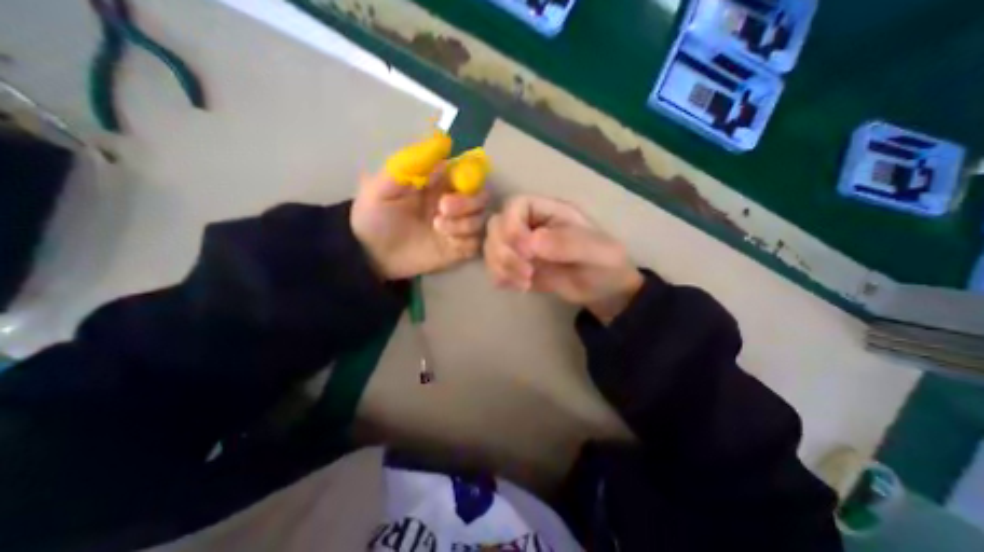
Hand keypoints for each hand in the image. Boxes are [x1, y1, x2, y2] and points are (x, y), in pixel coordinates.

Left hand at [354, 165, 491, 279]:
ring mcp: (457, 227)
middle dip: (468, 202)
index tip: (455, 183)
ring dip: (465, 223)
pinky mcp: (458, 249)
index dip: (469, 176)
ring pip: (482, 220)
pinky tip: (450, 245)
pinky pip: (477, 243)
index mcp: (438, 185)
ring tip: (437, 227)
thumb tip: (442, 143)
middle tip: (442, 208)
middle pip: (482, 197)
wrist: (371, 256)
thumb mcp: (383, 187)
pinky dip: (468, 242)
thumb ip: (410, 165)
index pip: (468, 174)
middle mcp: (453, 204)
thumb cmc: (374, 217)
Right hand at [484, 195, 647, 323]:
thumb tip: (531, 242)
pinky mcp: (517, 266)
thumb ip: (567, 243)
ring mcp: (521, 247)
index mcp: (549, 211)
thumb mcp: (595, 251)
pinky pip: (495, 267)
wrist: (603, 289)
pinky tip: (520, 287)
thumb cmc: (604, 263)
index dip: (513, 226)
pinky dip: (501, 277)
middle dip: (504, 251)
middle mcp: (530, 225)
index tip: (528, 252)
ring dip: (501, 266)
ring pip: (491, 247)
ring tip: (525, 283)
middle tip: (527, 273)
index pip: (516, 205)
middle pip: (496, 226)